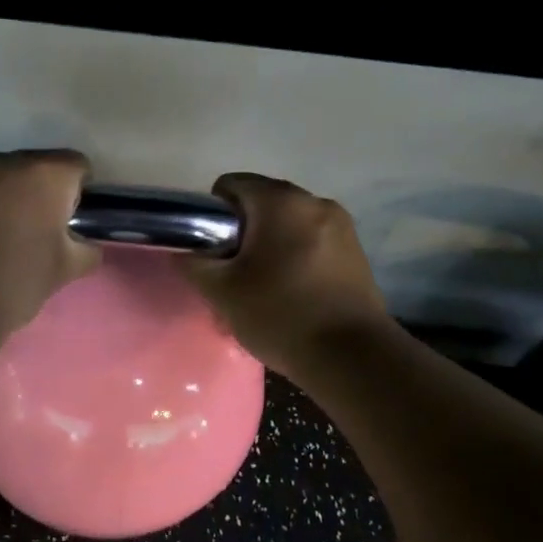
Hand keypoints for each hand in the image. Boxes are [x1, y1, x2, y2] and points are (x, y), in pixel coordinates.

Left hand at [0, 151, 100, 335]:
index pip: (77, 166)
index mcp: (44, 173)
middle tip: (47, 230)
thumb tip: (87, 245)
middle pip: (39, 167)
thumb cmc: (17, 280)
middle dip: (47, 192)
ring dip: (15, 198)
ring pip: (6, 179)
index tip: (76, 221)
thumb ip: (87, 250)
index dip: (82, 192)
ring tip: (13, 237)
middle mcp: (7, 163)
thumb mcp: (65, 270)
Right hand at [182, 173, 387, 374]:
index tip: (212, 251)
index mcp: (280, 201)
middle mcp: (315, 202)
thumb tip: (187, 250)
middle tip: (232, 275)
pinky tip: (292, 294)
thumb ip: (194, 262)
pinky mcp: (356, 252)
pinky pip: (311, 243)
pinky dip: (294, 258)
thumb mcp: (220, 291)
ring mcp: (341, 226)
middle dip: (242, 233)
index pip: (231, 185)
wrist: (350, 356)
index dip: (211, 215)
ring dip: (268, 247)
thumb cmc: (280, 315)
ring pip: (287, 225)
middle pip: (262, 204)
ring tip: (262, 288)